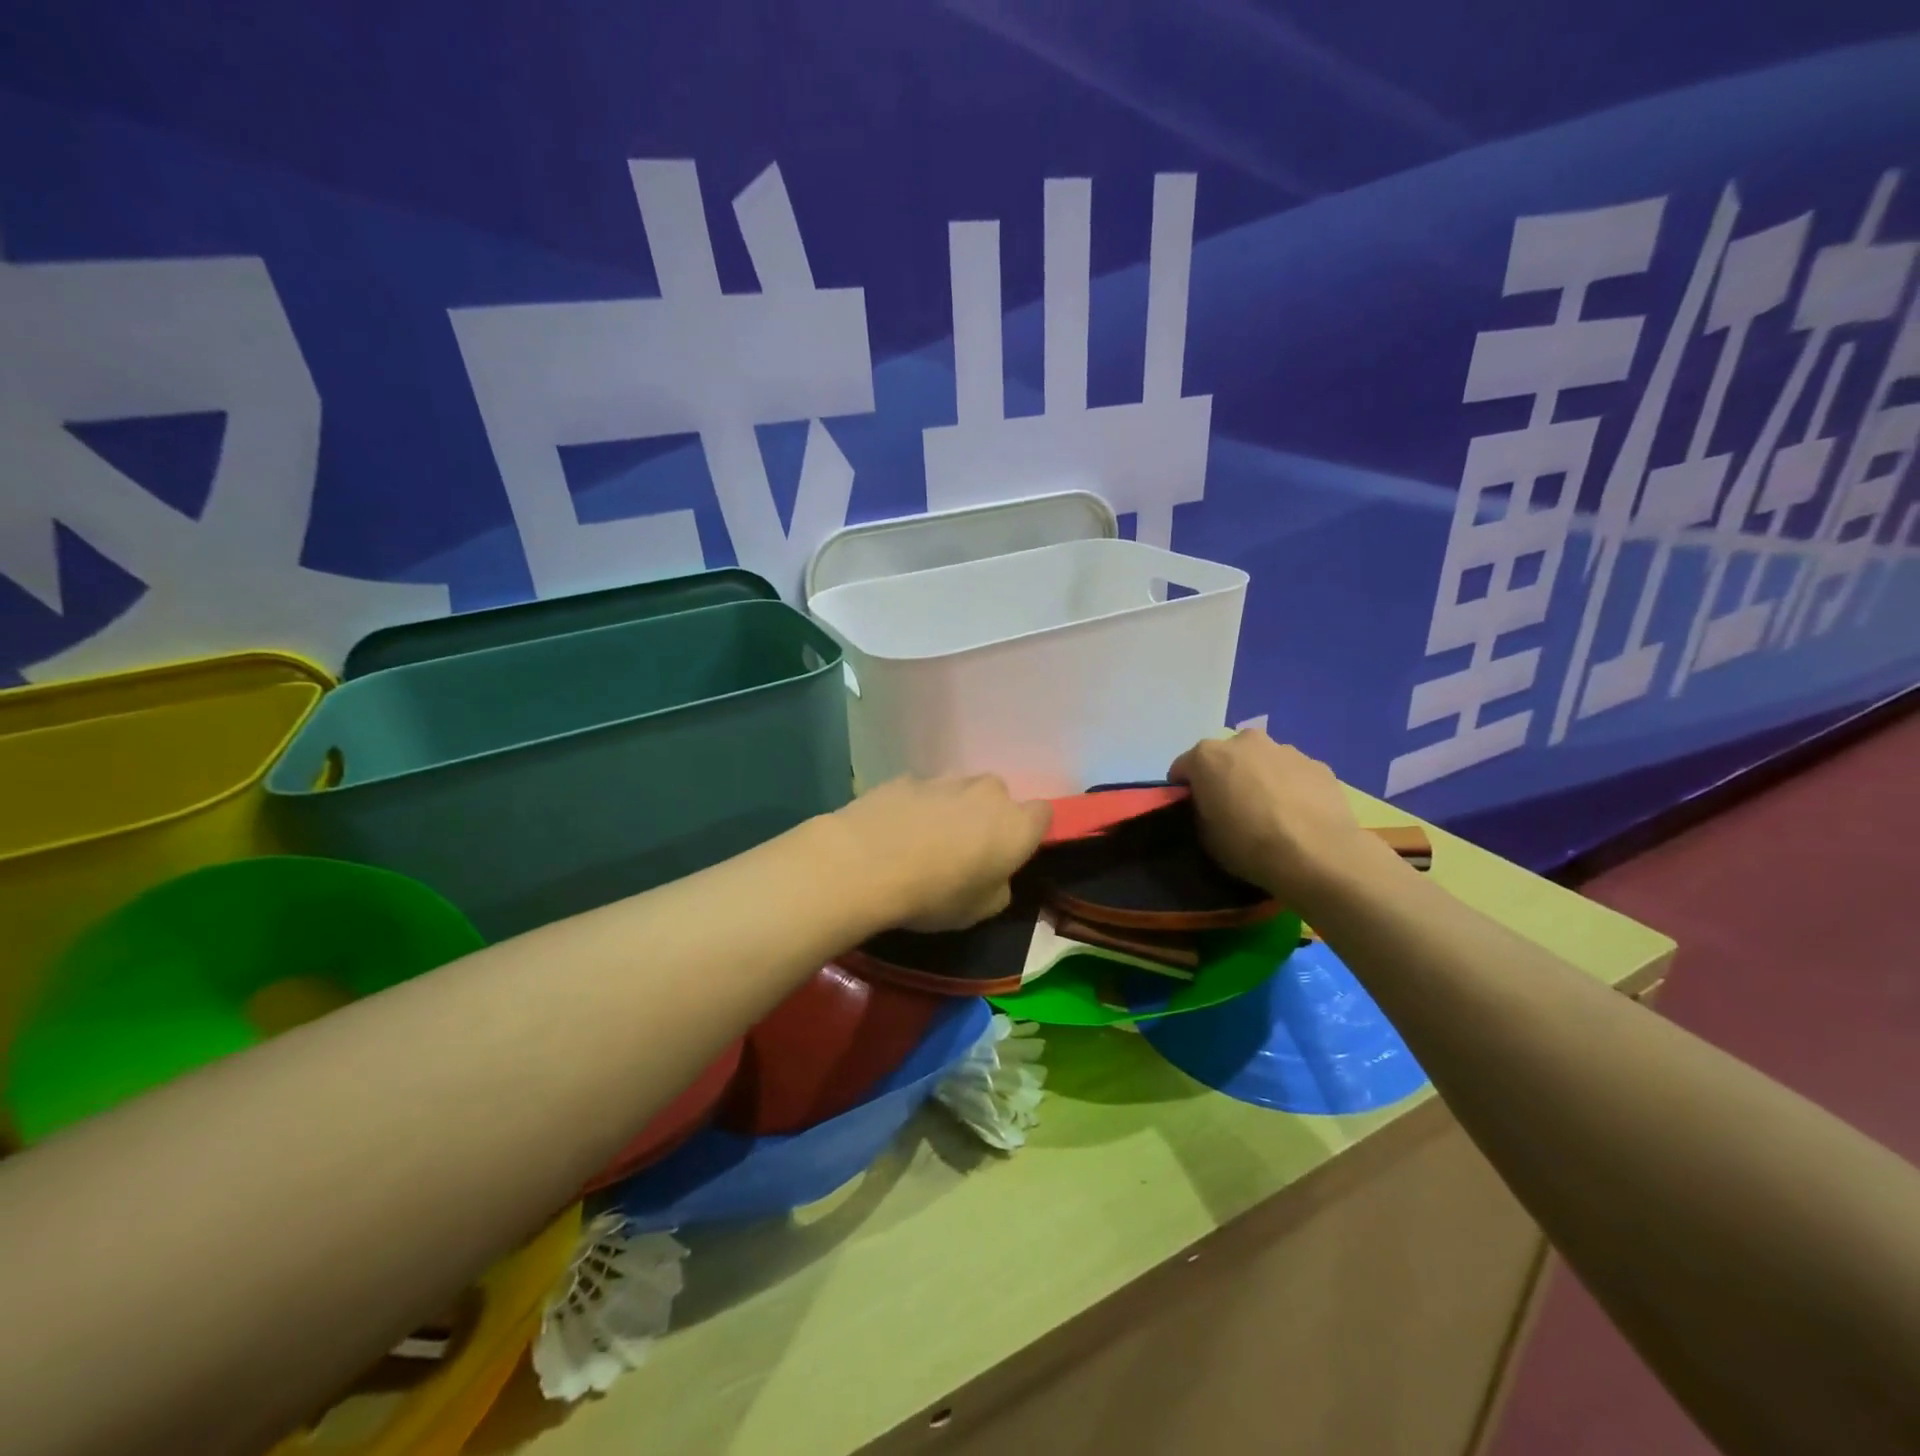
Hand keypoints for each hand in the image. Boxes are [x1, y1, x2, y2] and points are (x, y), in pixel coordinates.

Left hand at [830, 775, 1051, 931]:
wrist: (867, 863)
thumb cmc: (936, 894)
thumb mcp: (979, 911)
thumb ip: (998, 887)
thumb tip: (995, 876)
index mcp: (1016, 825)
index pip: (1043, 814)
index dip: (1028, 833)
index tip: (1009, 854)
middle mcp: (987, 792)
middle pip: (998, 797)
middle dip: (987, 817)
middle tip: (965, 850)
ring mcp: (944, 780)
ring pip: (959, 791)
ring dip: (951, 809)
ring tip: (924, 841)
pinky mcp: (906, 777)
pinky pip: (922, 792)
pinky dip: (916, 807)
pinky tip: (895, 832)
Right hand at [1170, 729, 1395, 910]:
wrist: (1317, 855)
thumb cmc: (1249, 845)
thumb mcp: (1206, 836)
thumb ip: (1202, 810)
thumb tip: (1212, 806)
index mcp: (1207, 756)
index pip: (1183, 767)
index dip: (1185, 789)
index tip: (1193, 809)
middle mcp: (1244, 741)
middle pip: (1226, 757)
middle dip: (1225, 776)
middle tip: (1233, 807)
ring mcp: (1285, 750)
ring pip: (1263, 761)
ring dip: (1260, 778)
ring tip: (1272, 812)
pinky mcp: (1318, 764)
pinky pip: (1293, 773)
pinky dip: (1291, 786)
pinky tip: (1298, 814)